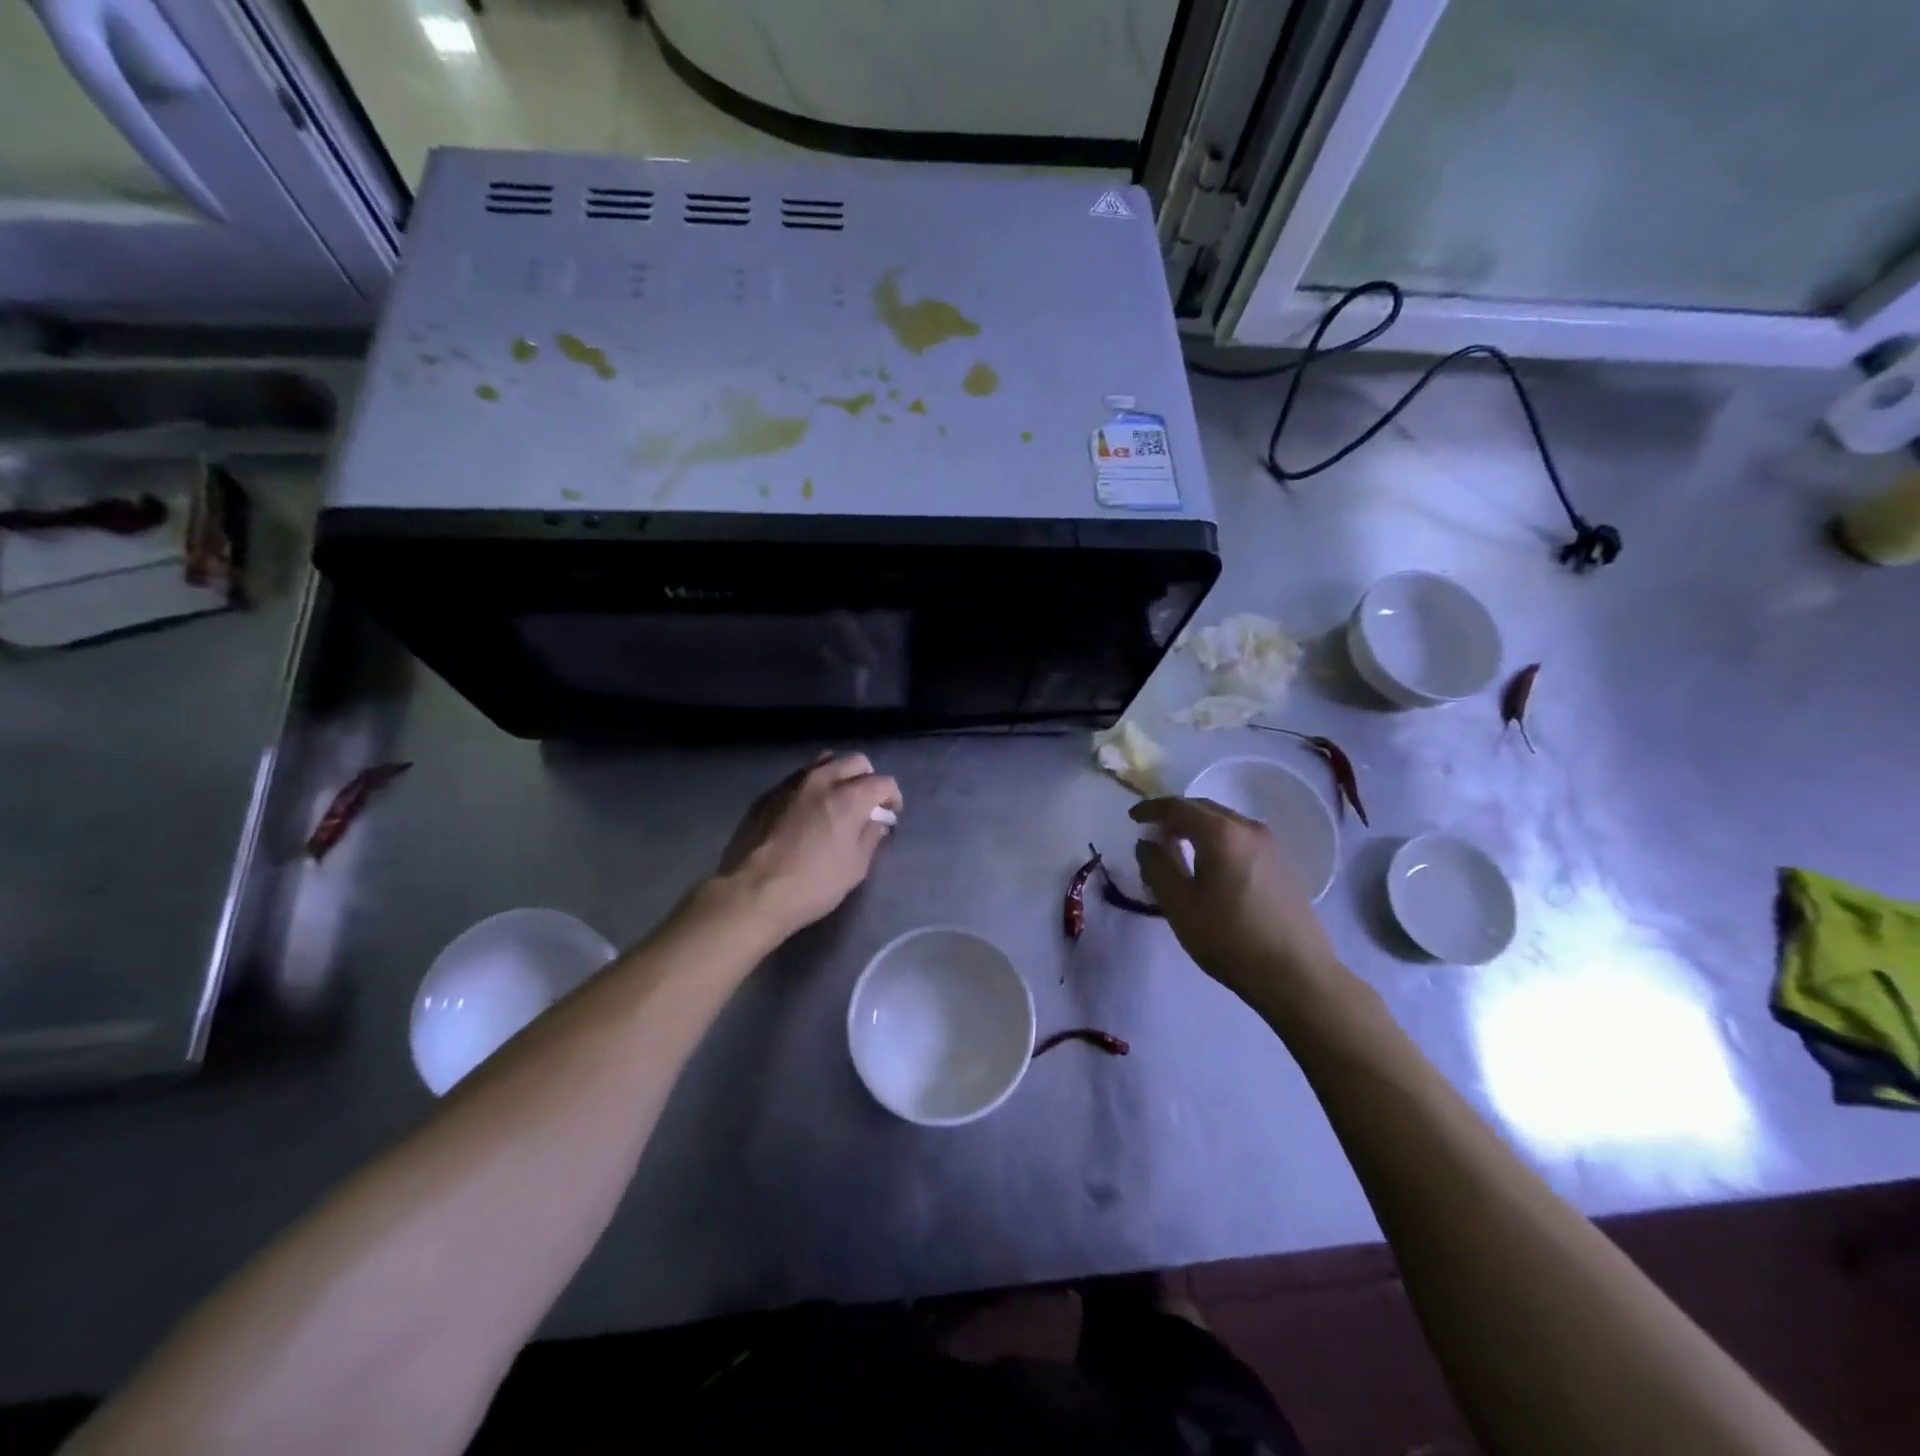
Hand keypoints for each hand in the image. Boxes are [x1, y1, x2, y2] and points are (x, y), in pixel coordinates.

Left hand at [717, 752, 902, 938]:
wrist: (754, 892)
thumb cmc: (813, 884)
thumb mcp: (855, 867)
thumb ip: (870, 837)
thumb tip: (875, 822)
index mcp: (849, 796)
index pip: (883, 782)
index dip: (893, 797)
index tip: (890, 814)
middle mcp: (822, 780)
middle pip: (855, 761)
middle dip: (868, 778)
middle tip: (866, 804)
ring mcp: (792, 783)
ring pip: (824, 762)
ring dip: (838, 775)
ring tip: (837, 799)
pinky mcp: (769, 794)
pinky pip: (799, 778)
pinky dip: (812, 786)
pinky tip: (808, 810)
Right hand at [1131, 796, 1346, 1013]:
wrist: (1297, 974)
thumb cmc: (1229, 938)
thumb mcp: (1180, 905)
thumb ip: (1157, 867)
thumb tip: (1146, 844)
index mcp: (1220, 833)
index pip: (1178, 807)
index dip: (1151, 809)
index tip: (1133, 817)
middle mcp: (1248, 829)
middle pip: (1204, 809)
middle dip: (1175, 816)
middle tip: (1153, 833)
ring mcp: (1271, 846)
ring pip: (1225, 823)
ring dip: (1197, 829)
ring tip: (1178, 849)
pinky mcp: (1283, 865)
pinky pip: (1240, 839)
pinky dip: (1218, 841)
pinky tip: (1210, 866)